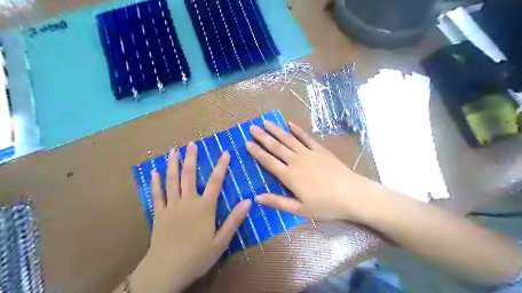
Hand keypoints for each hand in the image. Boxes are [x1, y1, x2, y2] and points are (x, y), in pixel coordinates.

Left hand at [131, 143, 252, 292]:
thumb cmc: (197, 256)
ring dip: (173, 164)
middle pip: (189, 175)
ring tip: (173, 151)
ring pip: (172, 181)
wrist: (166, 270)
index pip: (215, 182)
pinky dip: (155, 183)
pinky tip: (154, 172)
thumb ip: (234, 219)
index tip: (225, 152)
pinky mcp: (159, 214)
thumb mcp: (221, 241)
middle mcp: (187, 201)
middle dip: (191, 158)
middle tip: (191, 144)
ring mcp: (171, 206)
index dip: (221, 166)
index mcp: (204, 207)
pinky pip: (157, 195)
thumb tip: (248, 201)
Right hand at [245, 122, 379, 221]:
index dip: (257, 152)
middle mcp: (296, 161)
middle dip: (262, 137)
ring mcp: (309, 153)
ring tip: (265, 122)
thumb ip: (278, 202)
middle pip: (276, 147)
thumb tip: (257, 198)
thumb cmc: (325, 205)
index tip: (247, 143)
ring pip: (288, 139)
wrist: (352, 195)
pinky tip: (289, 124)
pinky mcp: (320, 150)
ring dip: (276, 130)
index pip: (268, 161)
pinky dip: (297, 130)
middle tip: (252, 128)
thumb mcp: (300, 210)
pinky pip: (306, 137)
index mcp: (289, 176)